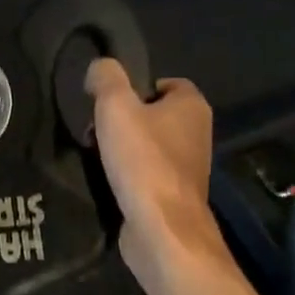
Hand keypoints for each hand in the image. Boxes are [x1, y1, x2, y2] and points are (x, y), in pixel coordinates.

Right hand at [85, 59, 226, 286]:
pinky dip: (129, 174)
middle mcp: (198, 134)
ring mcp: (188, 167)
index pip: (167, 82)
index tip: (110, 101)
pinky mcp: (174, 195)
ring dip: (124, 148)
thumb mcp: (116, 106)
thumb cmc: (142, 160)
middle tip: (98, 127)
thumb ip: (106, 78)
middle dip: (126, 119)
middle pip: (155, 114)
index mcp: (192, 106)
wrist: (161, 227)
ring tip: (97, 154)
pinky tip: (108, 179)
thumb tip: (100, 67)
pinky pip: (148, 173)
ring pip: (150, 145)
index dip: (138, 87)